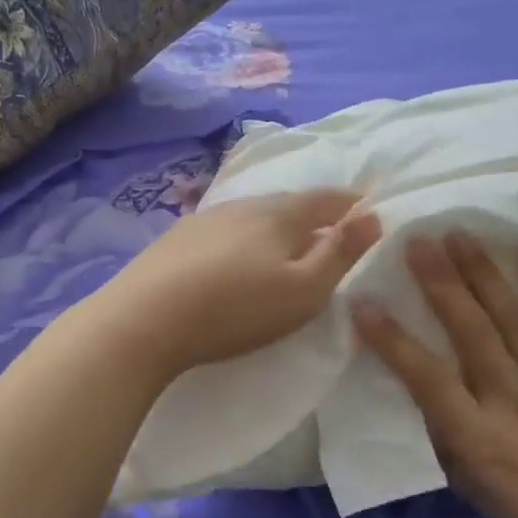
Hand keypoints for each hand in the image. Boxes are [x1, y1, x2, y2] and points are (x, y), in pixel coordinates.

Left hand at [85, 190, 381, 379]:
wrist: (144, 319)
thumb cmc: (236, 308)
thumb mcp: (304, 290)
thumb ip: (340, 253)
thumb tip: (373, 216)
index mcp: (280, 212)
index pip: (327, 198)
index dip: (352, 204)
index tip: (368, 211)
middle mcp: (244, 204)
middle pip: (290, 203)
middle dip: (314, 215)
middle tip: (330, 233)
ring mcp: (206, 218)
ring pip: (254, 215)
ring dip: (276, 227)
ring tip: (284, 248)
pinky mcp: (177, 238)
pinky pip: (226, 230)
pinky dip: (244, 239)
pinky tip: (235, 258)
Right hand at [352, 234, 517, 517]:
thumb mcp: (477, 491)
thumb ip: (448, 438)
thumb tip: (427, 391)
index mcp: (479, 439)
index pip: (426, 378)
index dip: (391, 339)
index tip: (364, 301)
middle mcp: (513, 402)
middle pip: (471, 332)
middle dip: (440, 283)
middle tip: (417, 242)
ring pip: (512, 319)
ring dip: (482, 274)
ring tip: (459, 235)